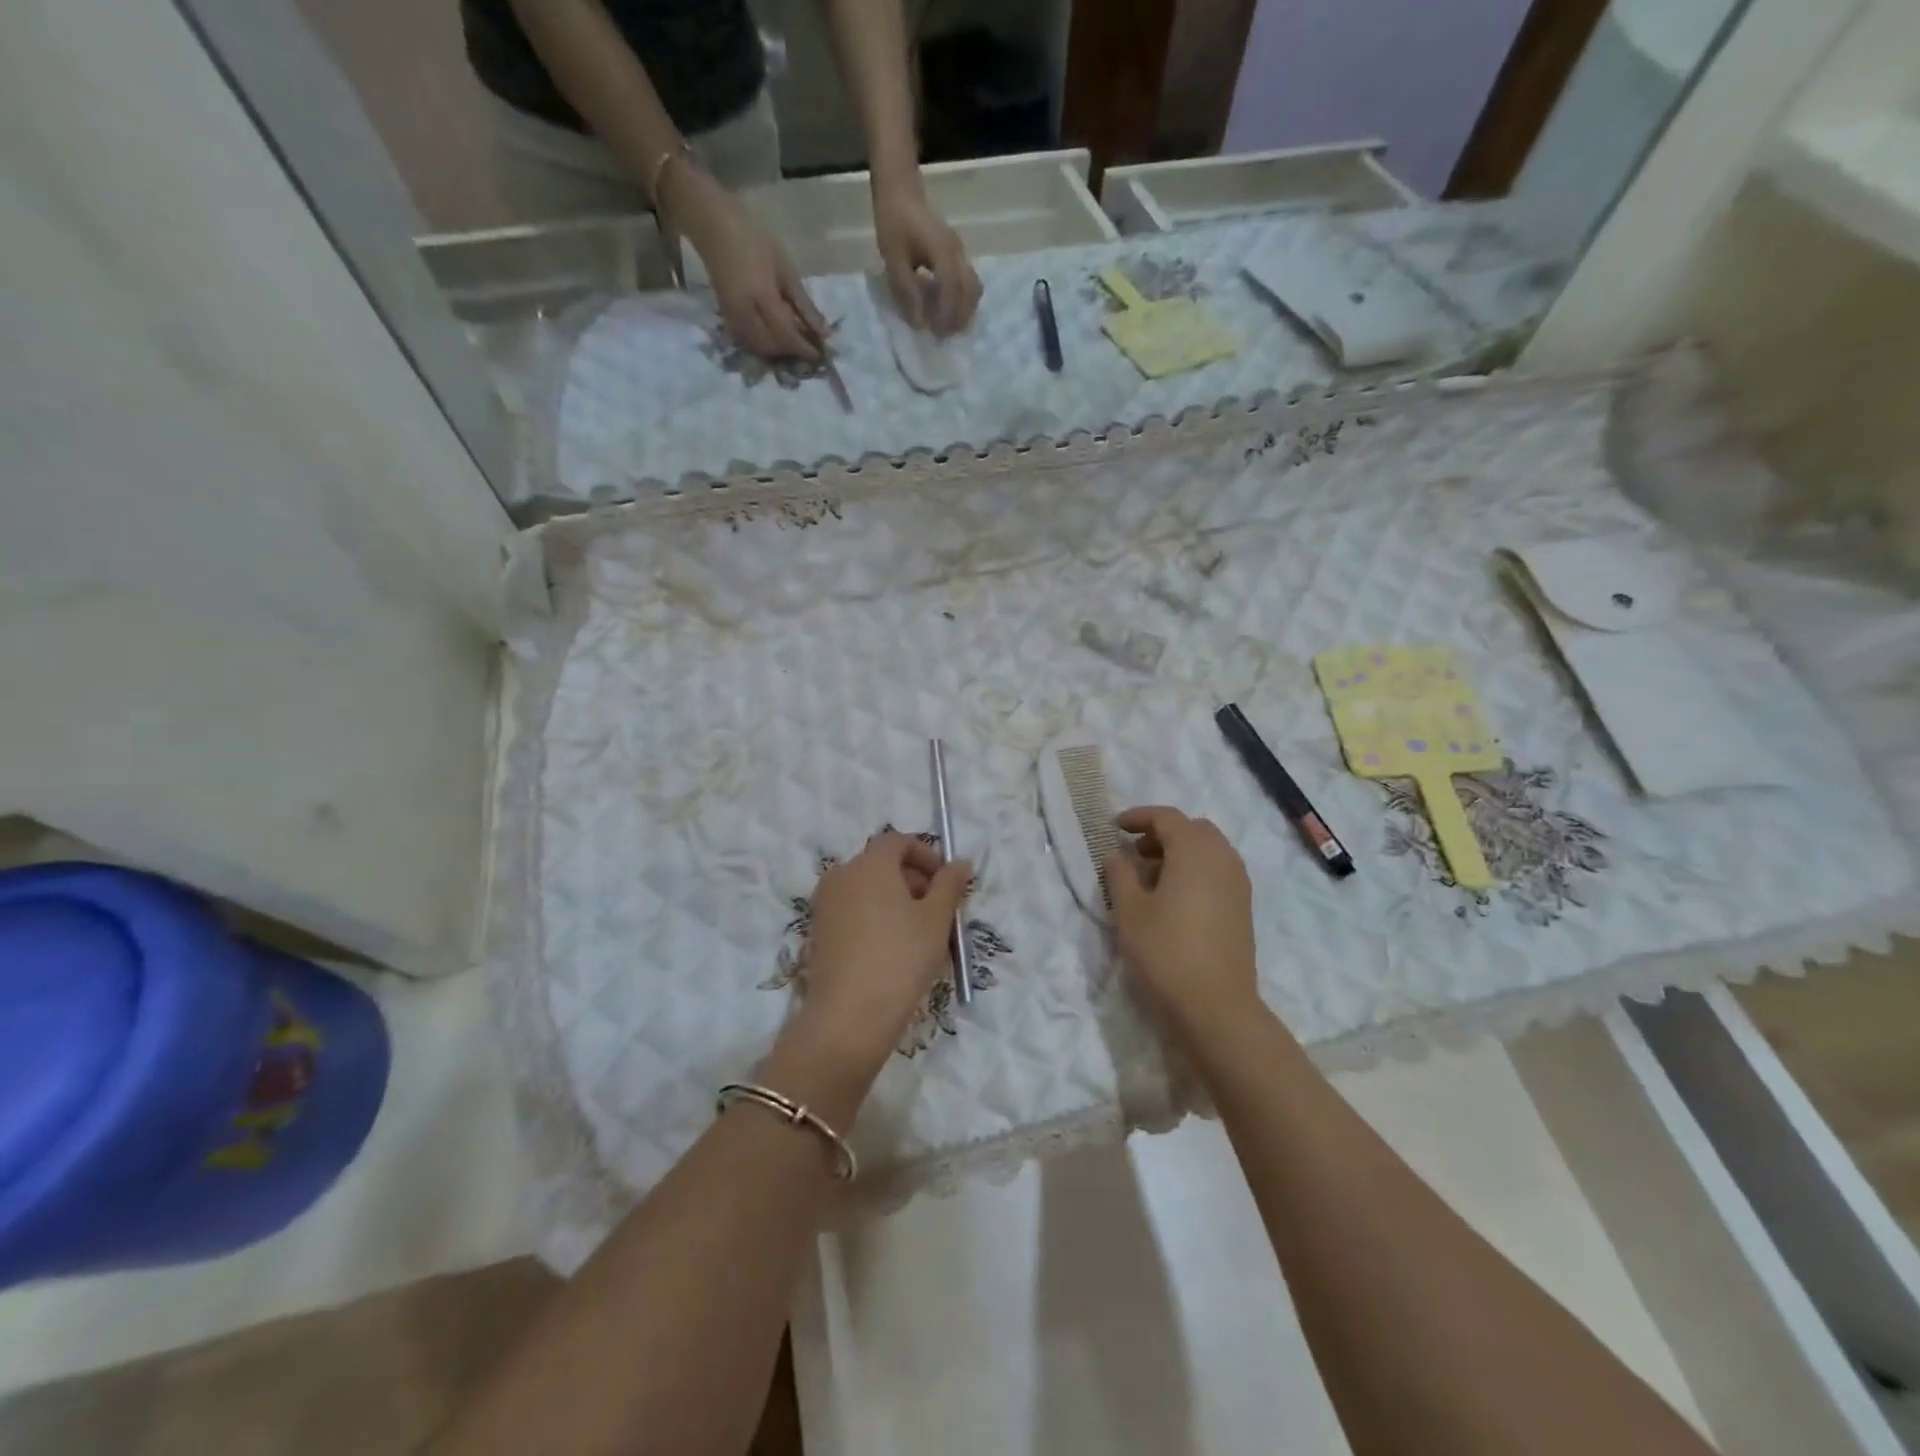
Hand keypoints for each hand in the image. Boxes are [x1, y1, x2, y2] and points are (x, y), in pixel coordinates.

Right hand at [667, 166, 826, 360]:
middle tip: (808, 346)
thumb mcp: (786, 269)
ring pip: (759, 349)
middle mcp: (745, 315)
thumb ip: (804, 305)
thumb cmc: (754, 239)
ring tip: (794, 341)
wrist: (713, 225)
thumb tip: (824, 332)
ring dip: (778, 352)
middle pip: (773, 348)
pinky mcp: (726, 318)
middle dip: (792, 352)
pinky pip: (748, 342)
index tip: (821, 355)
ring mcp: (732, 318)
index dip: (805, 349)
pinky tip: (776, 336)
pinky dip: (765, 345)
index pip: (788, 336)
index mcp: (763, 299)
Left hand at [788, 832, 971, 1076]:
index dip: (926, 855)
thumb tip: (960, 862)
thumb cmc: (900, 958)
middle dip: (913, 880)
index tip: (946, 882)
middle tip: (938, 912)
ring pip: (867, 889)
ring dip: (895, 900)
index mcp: (869, 863)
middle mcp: (841, 875)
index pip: (898, 841)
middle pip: (881, 864)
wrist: (849, 1017)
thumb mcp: (936, 919)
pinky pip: (853, 910)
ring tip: (919, 934)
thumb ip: (950, 884)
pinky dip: (874, 917)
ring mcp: (825, 904)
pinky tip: (892, 950)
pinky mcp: (819, 931)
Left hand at [873, 177, 981, 335]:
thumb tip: (919, 324)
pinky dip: (963, 301)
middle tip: (944, 336)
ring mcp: (961, 252)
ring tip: (948, 326)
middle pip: (970, 291)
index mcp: (942, 251)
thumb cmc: (894, 223)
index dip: (946, 315)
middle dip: (960, 317)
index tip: (936, 334)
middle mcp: (957, 253)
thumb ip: (907, 292)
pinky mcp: (959, 254)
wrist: (901, 191)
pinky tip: (949, 310)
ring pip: (974, 288)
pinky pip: (969, 282)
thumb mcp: (893, 259)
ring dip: (965, 310)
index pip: (952, 289)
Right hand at [1103, 806, 1258, 1036]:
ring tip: (1151, 876)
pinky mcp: (1243, 908)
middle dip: (1162, 832)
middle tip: (1134, 851)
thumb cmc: (1165, 951)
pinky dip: (1195, 870)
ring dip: (1180, 852)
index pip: (1167, 817)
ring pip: (1209, 850)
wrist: (1216, 1006)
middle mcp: (1222, 858)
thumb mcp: (1129, 910)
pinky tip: (1174, 897)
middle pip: (1193, 829)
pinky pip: (1218, 871)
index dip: (1139, 817)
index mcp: (1194, 850)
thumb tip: (1117, 853)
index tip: (1115, 827)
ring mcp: (1238, 883)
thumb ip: (1120, 873)